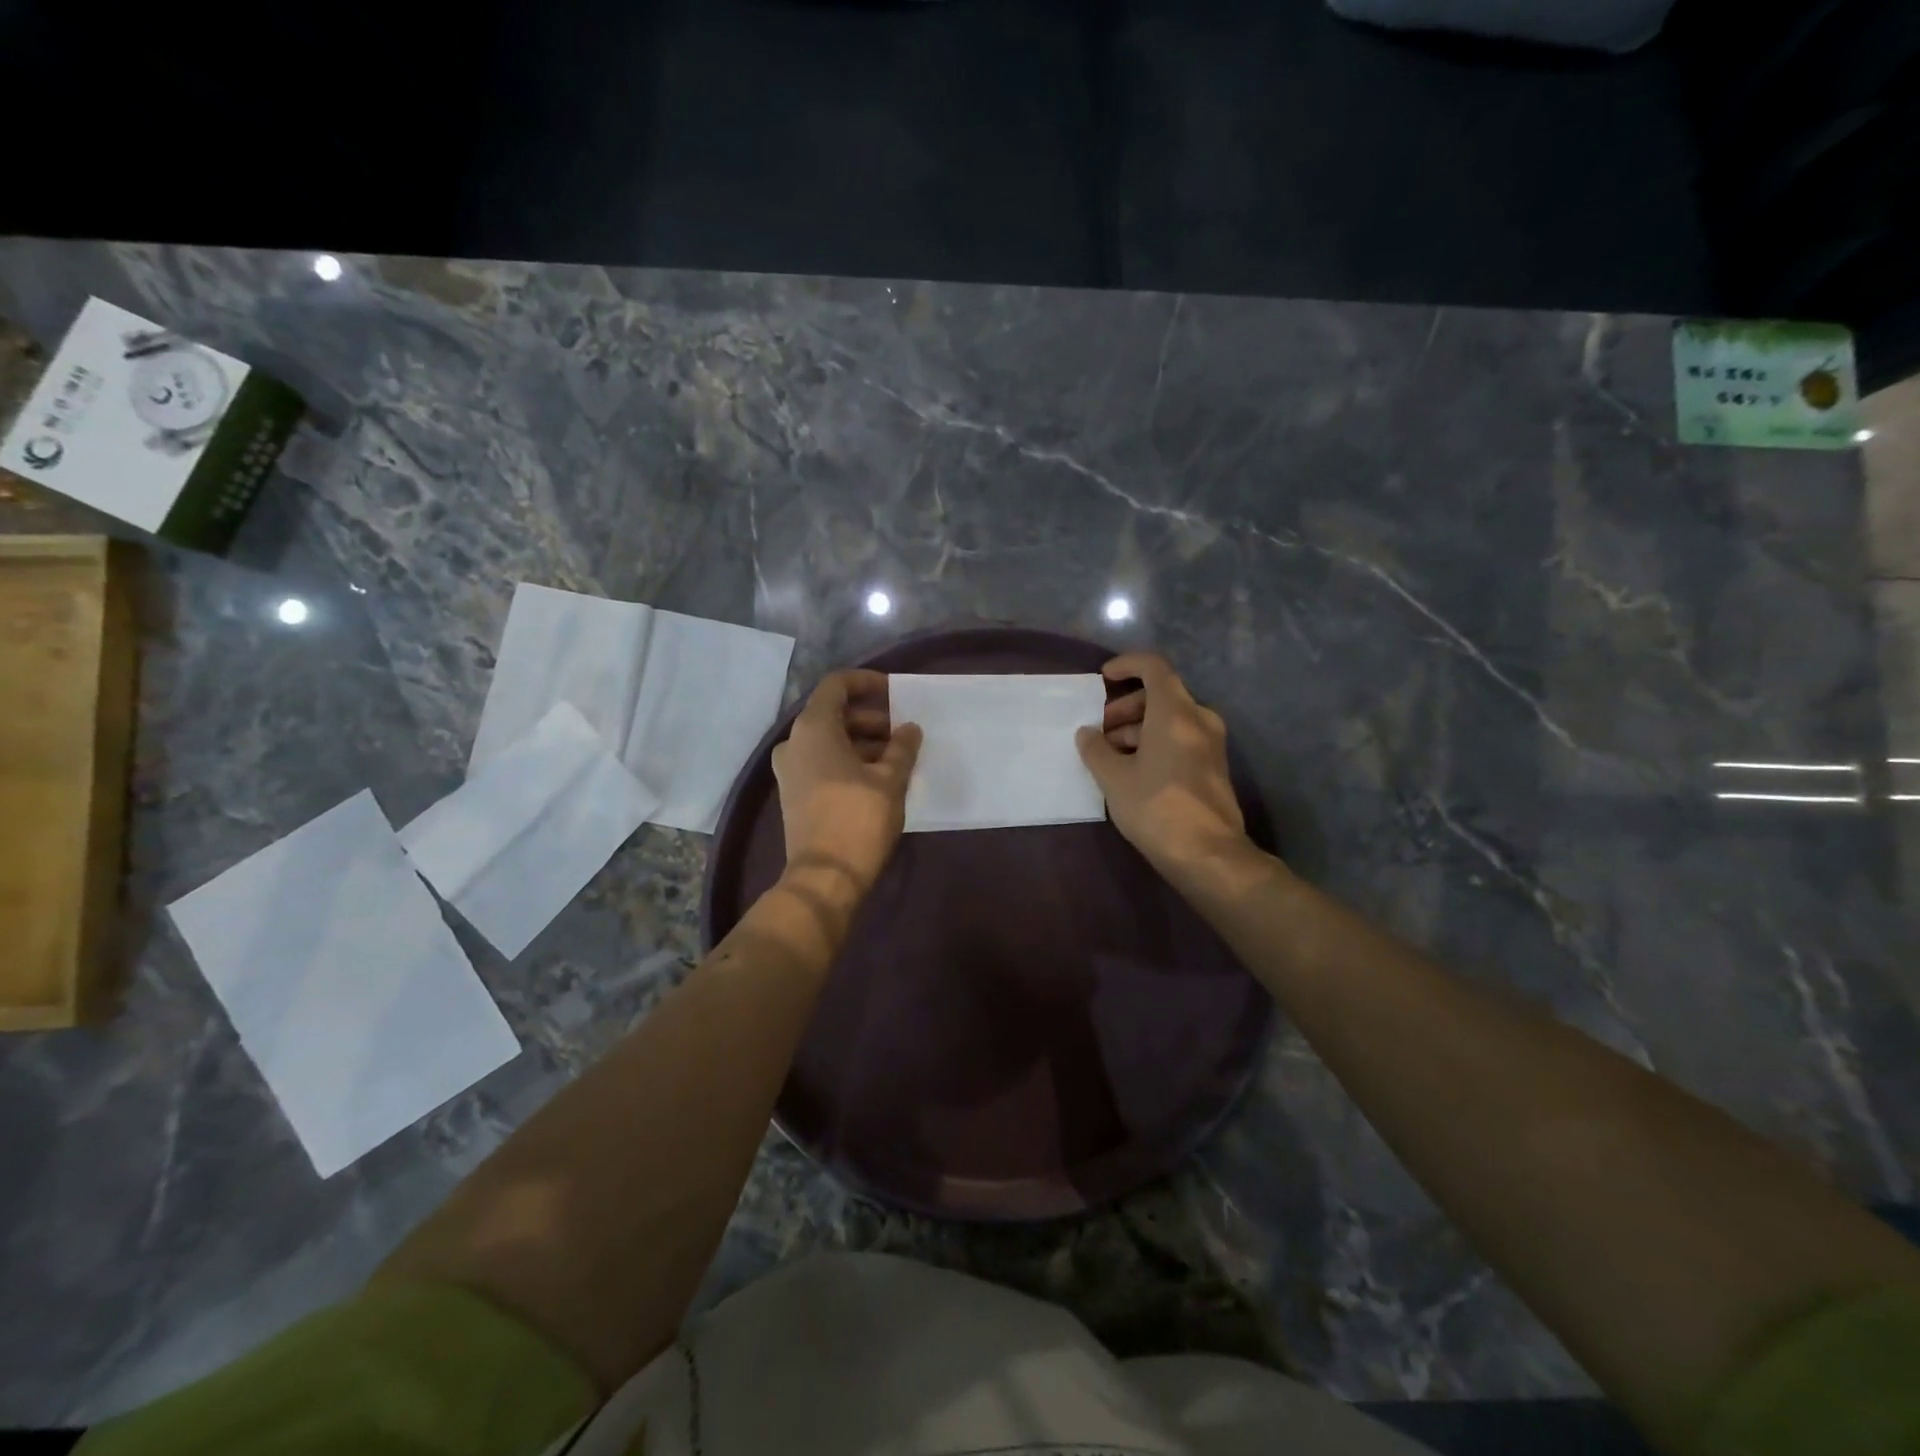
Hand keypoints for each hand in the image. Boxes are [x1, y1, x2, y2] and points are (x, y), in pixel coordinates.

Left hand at [772, 669, 922, 892]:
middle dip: (871, 718)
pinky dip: (848, 760)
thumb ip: (902, 747)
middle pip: (834, 714)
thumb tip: (910, 729)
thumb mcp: (890, 780)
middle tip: (903, 733)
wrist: (825, 877)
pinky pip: (822, 762)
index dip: (866, 682)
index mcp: (813, 728)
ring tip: (897, 757)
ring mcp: (790, 769)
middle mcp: (794, 742)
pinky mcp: (794, 792)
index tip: (894, 693)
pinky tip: (878, 777)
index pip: (837, 685)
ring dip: (862, 742)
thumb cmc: (859, 819)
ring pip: (829, 740)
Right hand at [1076, 653, 1250, 883]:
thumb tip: (1086, 734)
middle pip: (1160, 694)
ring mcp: (1211, 743)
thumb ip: (1096, 750)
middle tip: (1100, 731)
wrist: (1208, 855)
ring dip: (1137, 728)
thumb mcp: (1114, 778)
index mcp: (1175, 712)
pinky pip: (1180, 738)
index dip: (1126, 665)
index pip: (1153, 667)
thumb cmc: (1156, 808)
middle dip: (1125, 706)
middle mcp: (1198, 719)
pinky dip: (1155, 743)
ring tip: (1110, 756)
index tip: (1102, 678)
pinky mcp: (1213, 766)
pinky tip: (1133, 770)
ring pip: (1170, 719)